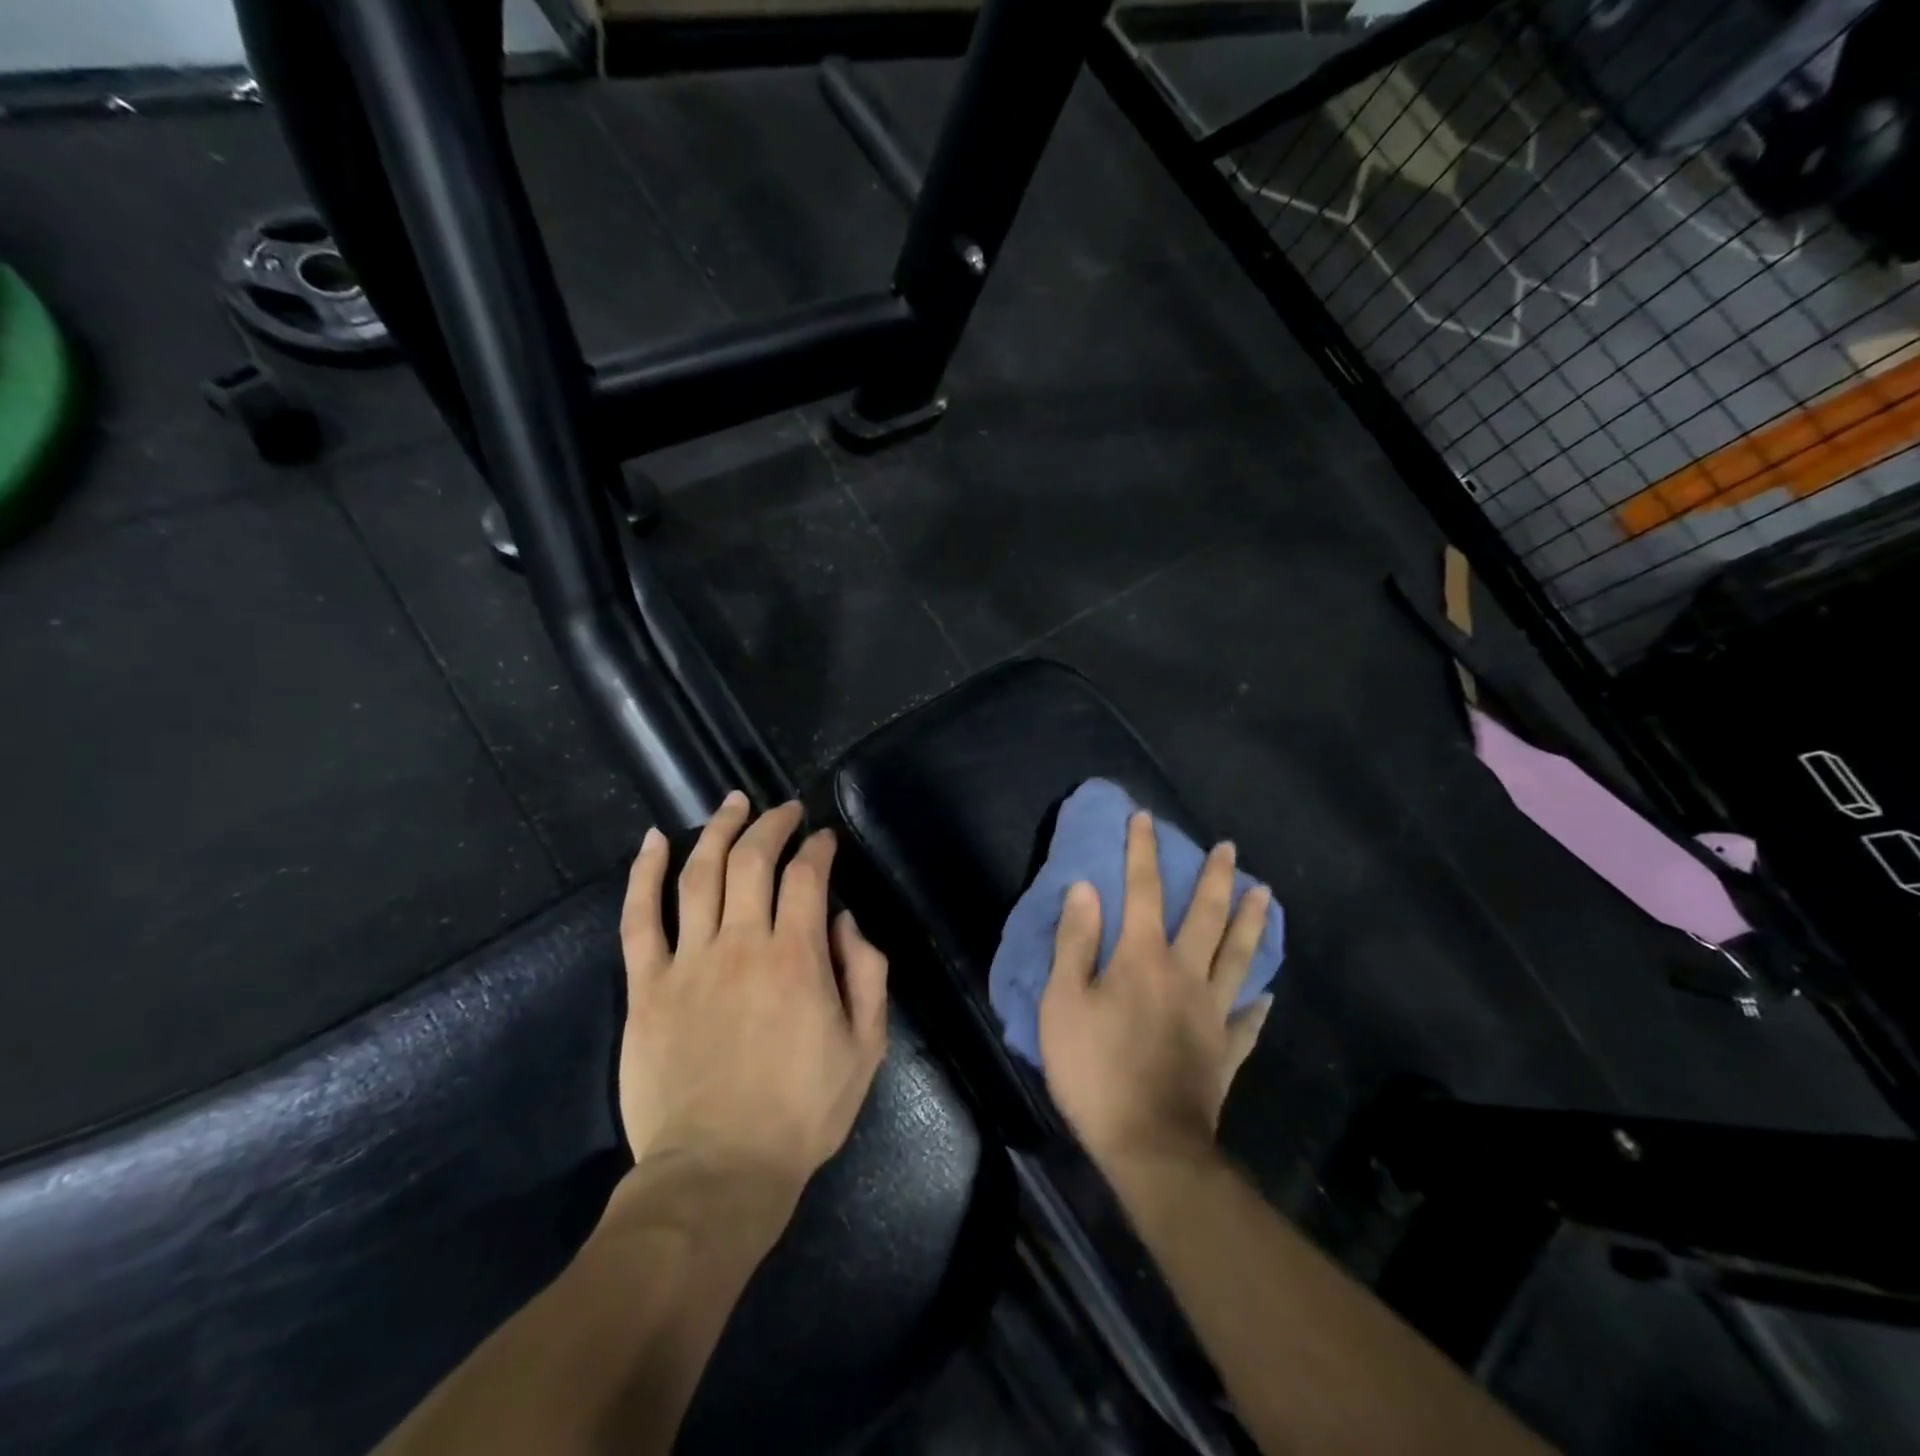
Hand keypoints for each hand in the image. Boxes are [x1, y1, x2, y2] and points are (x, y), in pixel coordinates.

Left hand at [616, 793, 889, 1214]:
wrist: (717, 1172)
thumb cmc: (801, 1113)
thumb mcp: (865, 1048)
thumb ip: (865, 974)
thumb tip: (844, 919)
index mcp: (797, 958)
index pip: (807, 876)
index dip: (818, 848)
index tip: (825, 839)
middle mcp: (741, 944)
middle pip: (753, 859)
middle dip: (772, 824)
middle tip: (785, 809)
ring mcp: (688, 961)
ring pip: (700, 873)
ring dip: (718, 829)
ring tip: (732, 802)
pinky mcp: (647, 985)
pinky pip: (639, 917)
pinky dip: (644, 873)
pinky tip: (653, 841)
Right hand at [1039, 811, 1272, 1170]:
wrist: (1149, 1145)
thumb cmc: (1095, 1070)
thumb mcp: (1065, 1003)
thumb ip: (1076, 942)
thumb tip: (1086, 889)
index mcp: (1143, 958)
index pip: (1144, 890)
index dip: (1143, 851)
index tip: (1146, 818)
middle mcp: (1185, 974)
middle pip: (1207, 916)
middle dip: (1216, 877)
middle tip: (1230, 848)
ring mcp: (1212, 1013)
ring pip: (1238, 957)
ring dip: (1252, 922)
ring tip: (1265, 894)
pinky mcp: (1225, 1051)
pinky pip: (1247, 1022)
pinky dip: (1257, 1006)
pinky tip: (1268, 997)